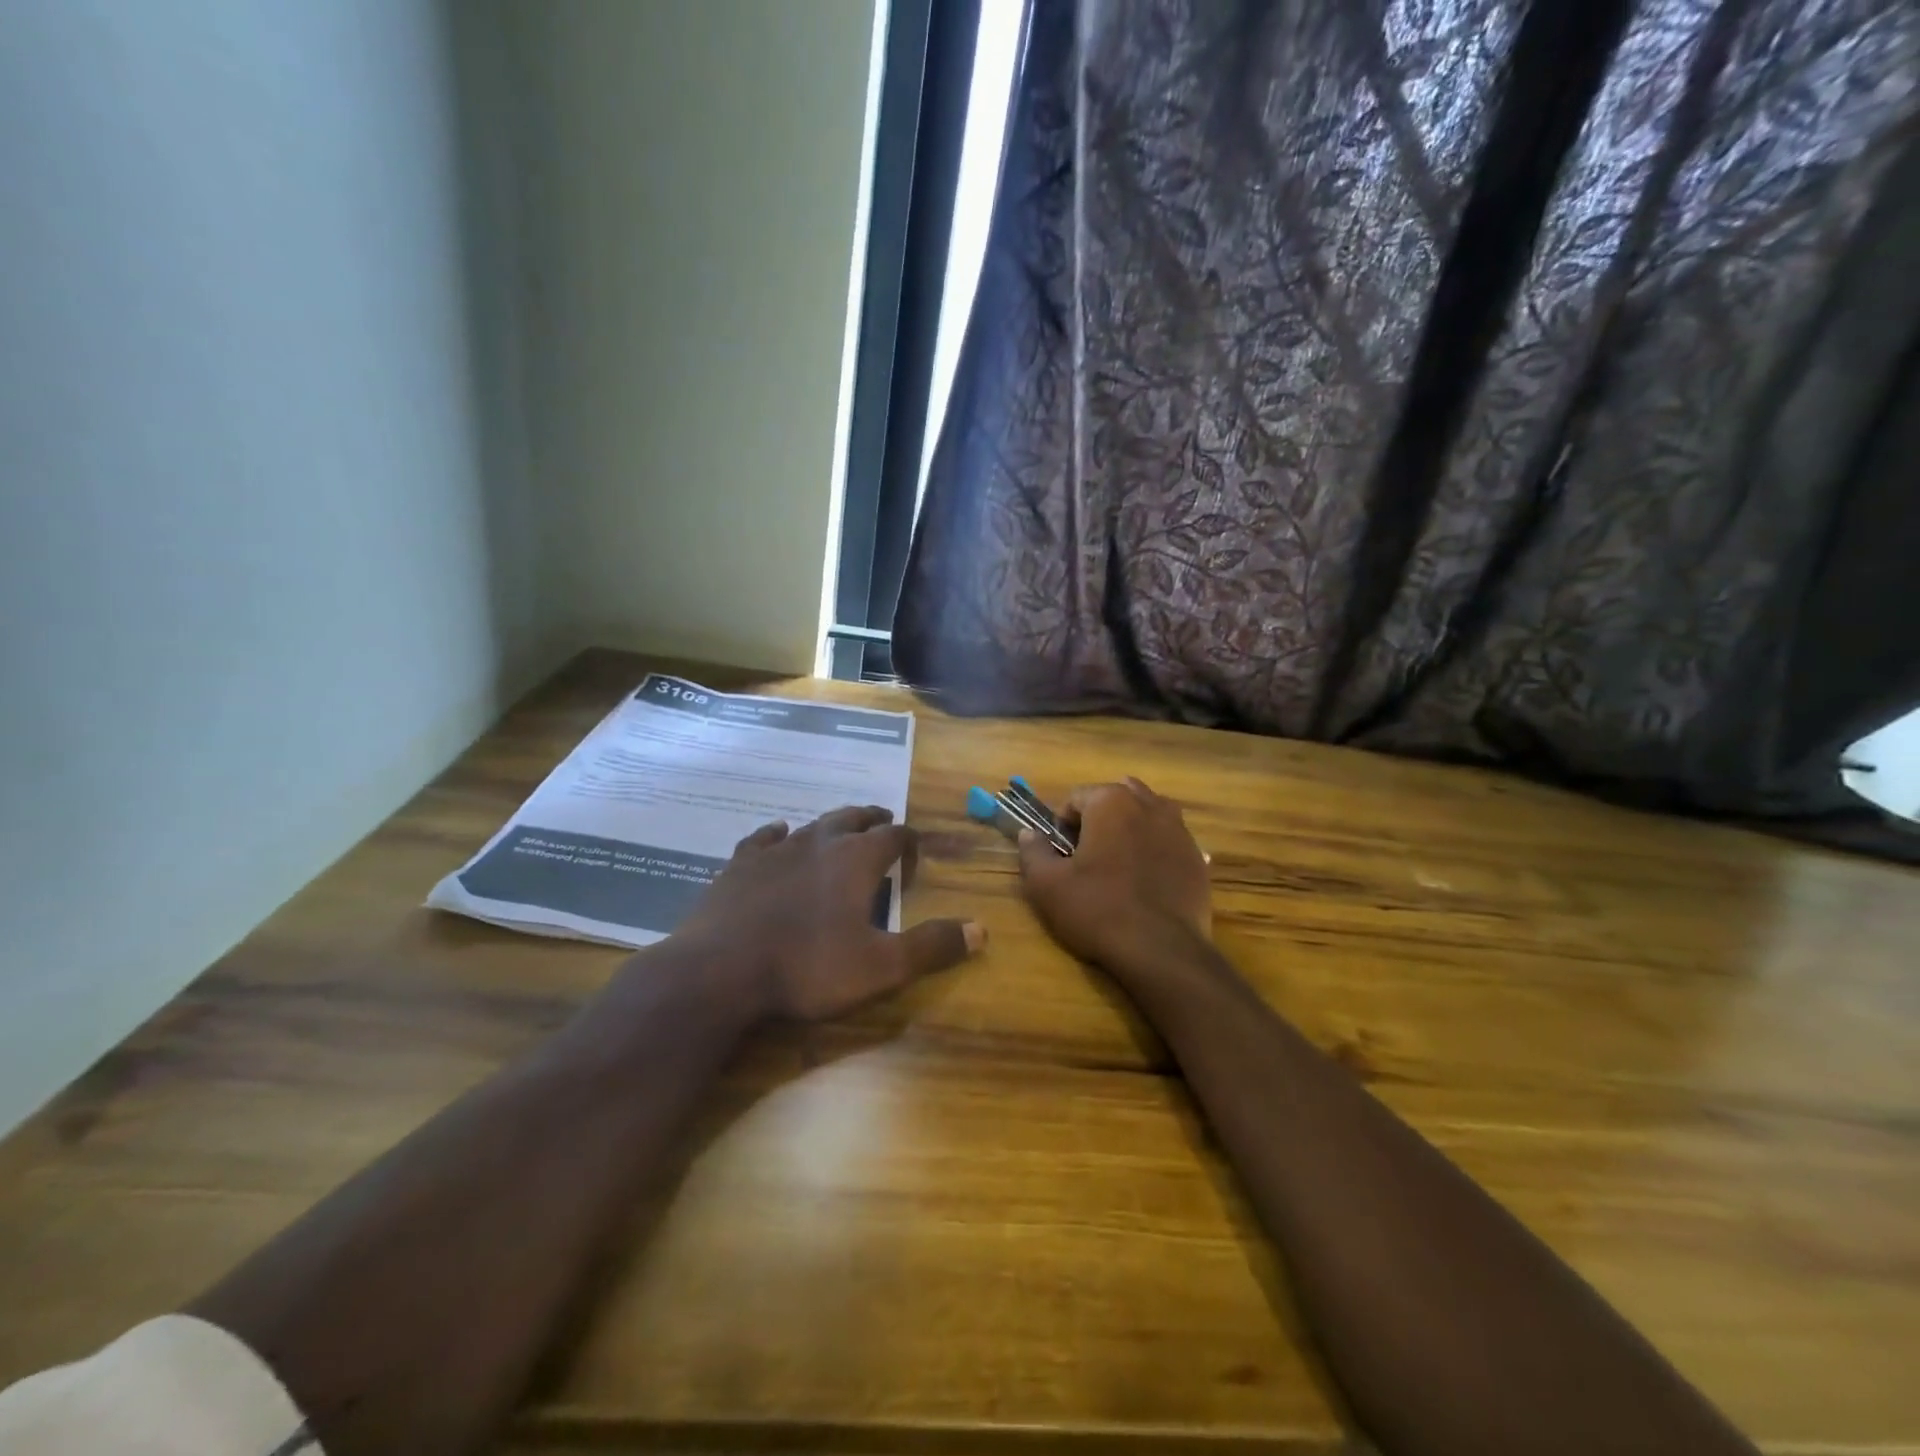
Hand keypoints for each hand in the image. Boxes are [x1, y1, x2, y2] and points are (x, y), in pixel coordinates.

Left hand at [676, 806, 983, 1022]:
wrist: (719, 970)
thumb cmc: (807, 967)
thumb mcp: (881, 966)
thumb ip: (931, 945)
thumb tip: (981, 930)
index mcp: (856, 860)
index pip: (894, 836)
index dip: (909, 841)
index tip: (914, 854)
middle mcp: (819, 842)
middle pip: (853, 818)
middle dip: (872, 820)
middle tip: (883, 824)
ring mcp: (775, 849)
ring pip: (813, 824)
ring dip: (832, 824)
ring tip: (841, 828)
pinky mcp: (740, 864)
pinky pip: (764, 837)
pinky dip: (778, 834)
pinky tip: (778, 834)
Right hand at [1018, 778, 1210, 971]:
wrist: (1162, 951)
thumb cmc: (1098, 909)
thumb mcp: (1047, 885)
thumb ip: (1033, 851)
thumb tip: (1029, 833)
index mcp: (1111, 802)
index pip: (1076, 797)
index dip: (1062, 824)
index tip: (1060, 854)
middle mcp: (1149, 805)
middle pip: (1116, 798)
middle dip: (1099, 819)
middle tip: (1087, 857)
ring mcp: (1180, 830)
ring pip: (1147, 815)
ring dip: (1130, 830)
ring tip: (1118, 865)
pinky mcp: (1198, 858)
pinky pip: (1169, 842)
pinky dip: (1155, 851)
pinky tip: (1146, 882)